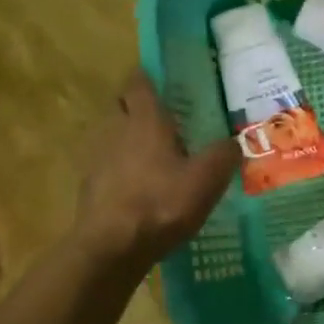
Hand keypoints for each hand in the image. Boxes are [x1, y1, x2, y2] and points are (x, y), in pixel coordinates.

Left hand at [75, 70, 238, 268]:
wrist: (111, 247)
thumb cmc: (161, 203)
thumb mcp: (207, 179)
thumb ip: (223, 156)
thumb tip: (234, 142)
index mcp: (145, 121)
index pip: (139, 84)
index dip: (147, 77)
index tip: (159, 77)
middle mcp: (116, 131)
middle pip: (122, 107)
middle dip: (138, 106)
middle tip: (164, 116)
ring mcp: (98, 159)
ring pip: (113, 136)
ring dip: (130, 139)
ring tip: (155, 154)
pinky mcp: (90, 187)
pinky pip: (108, 166)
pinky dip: (122, 168)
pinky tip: (141, 186)